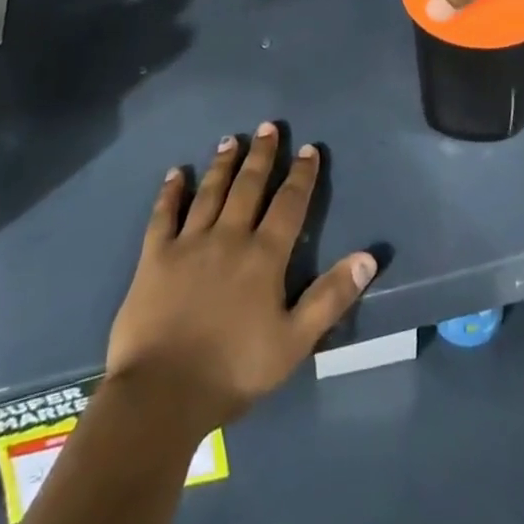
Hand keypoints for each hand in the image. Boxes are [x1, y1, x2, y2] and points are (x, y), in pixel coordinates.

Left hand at [106, 123, 376, 429]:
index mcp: (263, 257)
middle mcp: (228, 237)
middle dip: (262, 156)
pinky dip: (170, 192)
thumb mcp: (294, 342)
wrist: (161, 395)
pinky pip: (163, 215)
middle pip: (248, 187)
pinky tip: (175, 173)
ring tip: (230, 139)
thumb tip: (368, 257)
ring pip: (210, 193)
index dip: (301, 176)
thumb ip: (330, 297)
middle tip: (268, 127)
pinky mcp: (155, 257)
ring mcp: (189, 244)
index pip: (288, 205)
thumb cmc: (233, 371)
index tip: (309, 149)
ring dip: (222, 164)